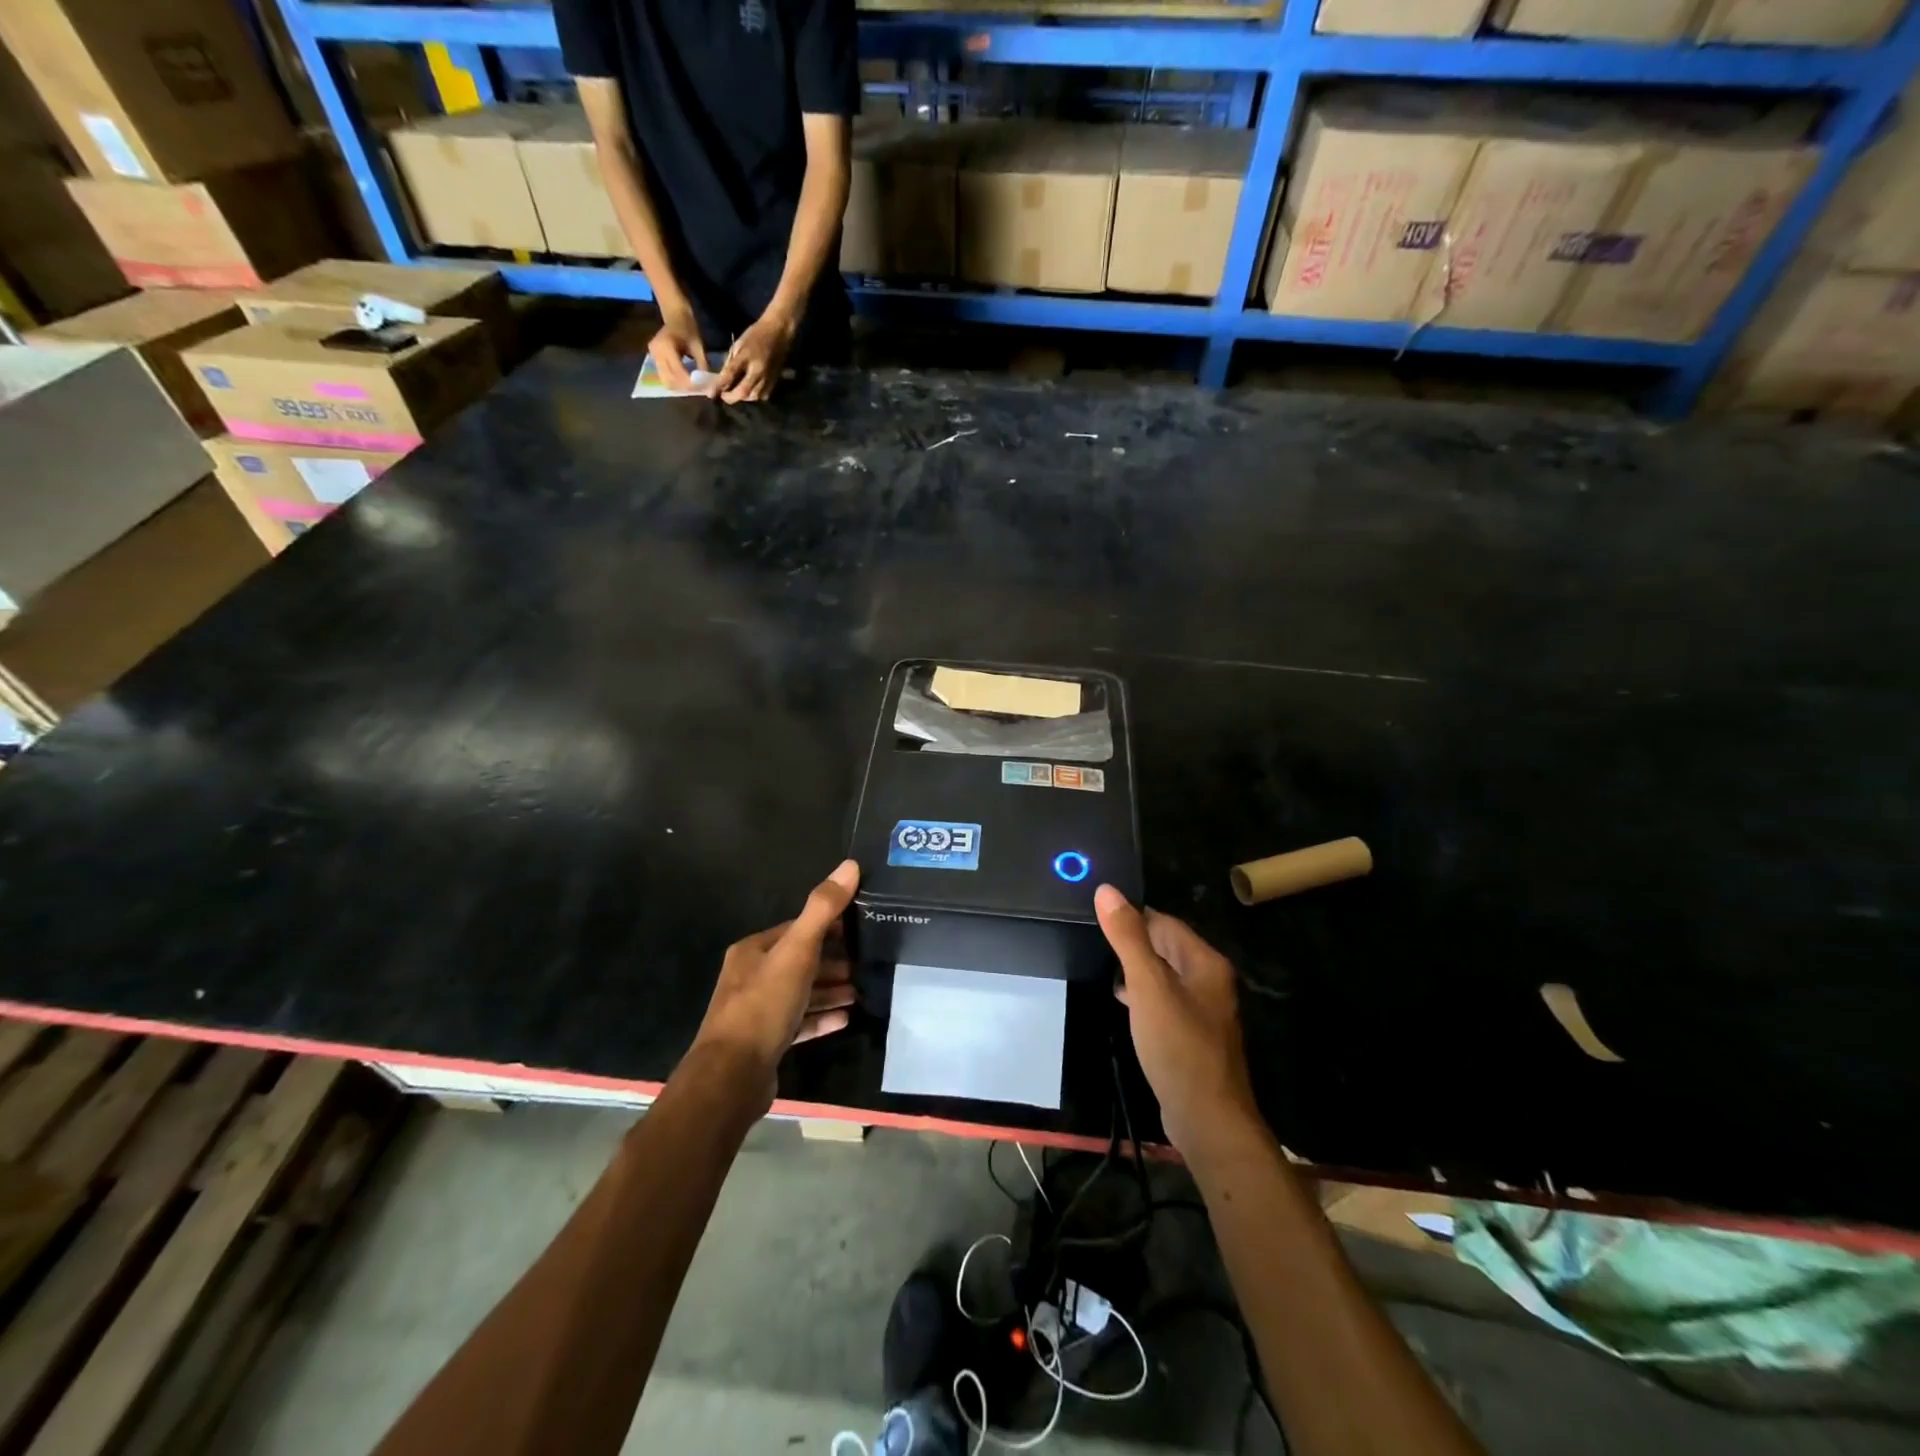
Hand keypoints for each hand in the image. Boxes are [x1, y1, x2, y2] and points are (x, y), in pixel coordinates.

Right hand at [648, 303, 707, 392]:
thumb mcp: (698, 346)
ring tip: (693, 386)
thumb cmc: (688, 328)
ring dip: (680, 387)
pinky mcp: (653, 360)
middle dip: (686, 388)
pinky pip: (664, 377)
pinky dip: (675, 382)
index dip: (691, 383)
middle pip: (670, 380)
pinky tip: (686, 381)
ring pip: (666, 381)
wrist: (675, 316)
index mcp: (666, 346)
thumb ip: (702, 365)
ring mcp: (652, 356)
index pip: (678, 372)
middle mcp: (656, 352)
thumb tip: (708, 385)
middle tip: (699, 389)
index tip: (703, 388)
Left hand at [692, 860, 860, 1100]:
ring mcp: (757, 1012)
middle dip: (833, 962)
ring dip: (830, 990)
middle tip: (867, 964)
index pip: (796, 929)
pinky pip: (800, 1023)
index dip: (828, 927)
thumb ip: (823, 909)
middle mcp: (751, 976)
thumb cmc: (764, 1005)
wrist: (733, 1076)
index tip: (860, 929)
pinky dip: (822, 1017)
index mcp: (753, 950)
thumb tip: (850, 865)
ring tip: (862, 991)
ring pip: (801, 993)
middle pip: (800, 961)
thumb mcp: (797, 951)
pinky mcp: (766, 1042)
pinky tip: (846, 1018)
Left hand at [712, 308, 796, 403]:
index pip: (730, 375)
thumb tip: (722, 379)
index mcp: (746, 357)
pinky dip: (753, 396)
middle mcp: (758, 370)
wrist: (779, 332)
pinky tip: (749, 392)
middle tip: (723, 395)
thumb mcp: (739, 344)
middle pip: (743, 392)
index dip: (719, 386)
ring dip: (742, 398)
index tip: (710, 394)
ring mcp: (768, 378)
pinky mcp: (775, 382)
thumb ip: (731, 362)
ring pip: (753, 397)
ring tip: (735, 393)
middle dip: (731, 397)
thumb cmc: (756, 335)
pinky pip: (763, 396)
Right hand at [1096, 884, 1260, 1159]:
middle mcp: (1208, 980)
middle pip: (1165, 945)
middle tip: (1093, 941)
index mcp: (1204, 962)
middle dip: (1132, 942)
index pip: (1163, 922)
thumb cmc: (1178, 1046)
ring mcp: (1202, 1008)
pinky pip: (1163, 1000)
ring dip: (1135, 969)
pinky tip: (1121, 1001)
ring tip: (1101, 965)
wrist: (1206, 1119)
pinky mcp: (1191, 1033)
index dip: (1131, 917)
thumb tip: (1107, 890)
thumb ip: (1127, 938)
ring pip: (1162, 974)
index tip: (1096, 916)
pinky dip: (1142, 995)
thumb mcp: (1148, 987)